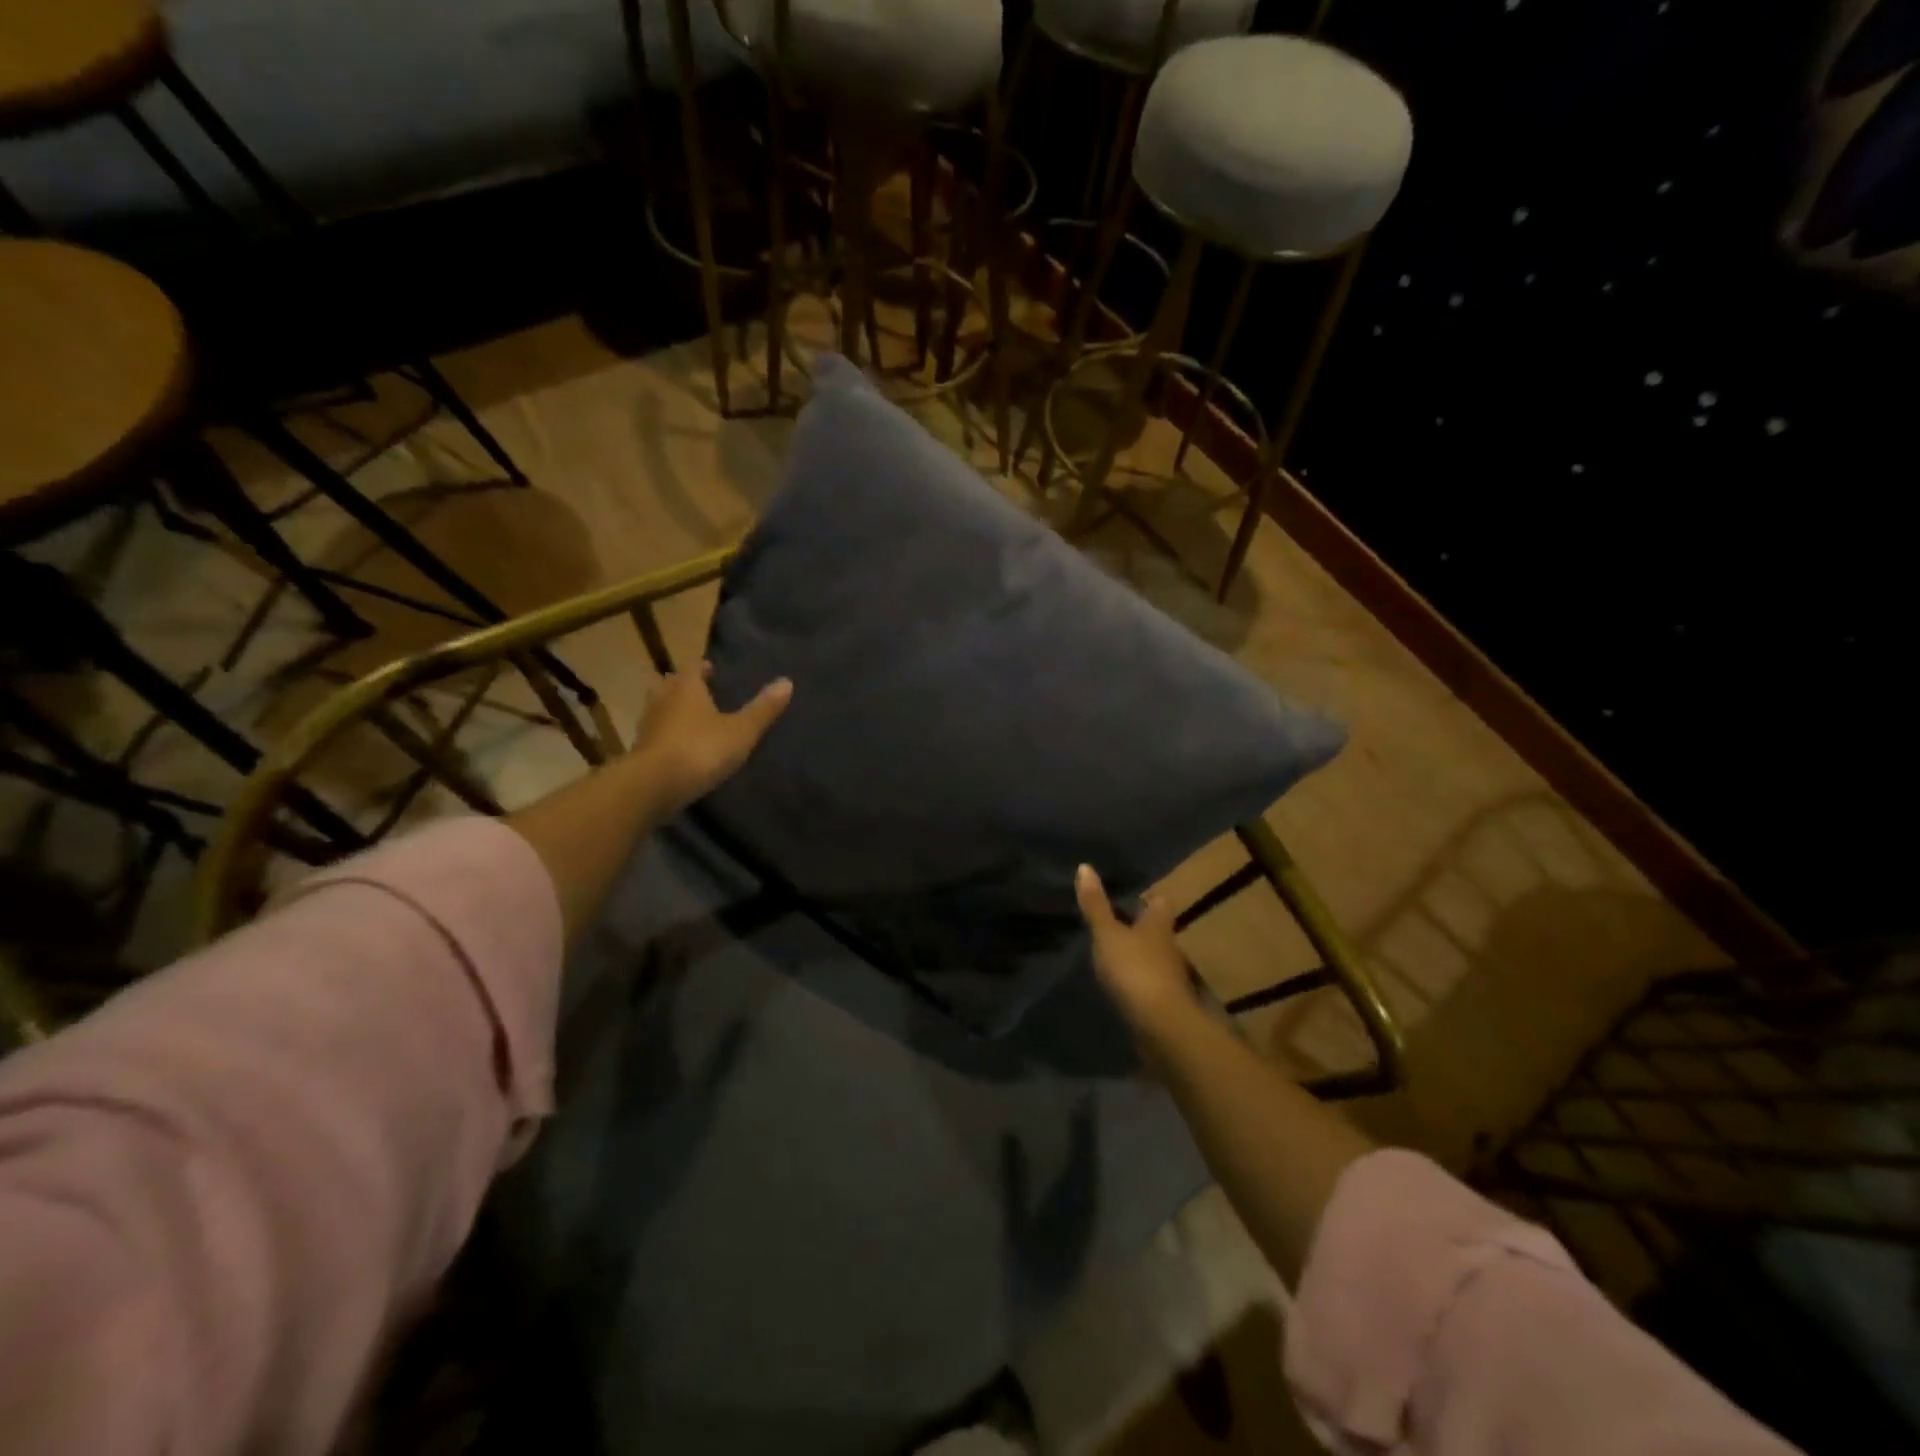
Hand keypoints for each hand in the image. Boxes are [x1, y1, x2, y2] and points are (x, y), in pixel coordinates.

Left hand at [628, 663, 791, 817]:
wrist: (653, 786)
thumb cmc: (701, 749)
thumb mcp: (741, 731)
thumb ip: (763, 709)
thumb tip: (787, 681)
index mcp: (686, 687)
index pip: (694, 667)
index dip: (704, 668)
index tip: (714, 670)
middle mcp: (663, 698)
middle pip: (673, 685)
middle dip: (686, 687)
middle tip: (703, 693)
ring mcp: (648, 725)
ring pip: (661, 708)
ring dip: (673, 710)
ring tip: (693, 719)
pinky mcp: (640, 750)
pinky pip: (656, 734)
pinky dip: (667, 735)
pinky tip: (680, 746)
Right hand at [1075, 864, 1195, 1030]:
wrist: (1161, 1025)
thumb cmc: (1135, 969)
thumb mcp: (1107, 934)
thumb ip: (1096, 905)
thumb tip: (1084, 866)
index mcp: (1159, 924)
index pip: (1159, 902)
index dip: (1147, 897)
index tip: (1129, 894)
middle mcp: (1169, 946)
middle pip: (1157, 929)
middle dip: (1141, 926)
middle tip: (1115, 921)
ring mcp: (1170, 976)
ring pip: (1154, 956)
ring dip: (1139, 954)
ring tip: (1114, 952)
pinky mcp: (1165, 1001)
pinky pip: (1150, 982)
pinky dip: (1138, 980)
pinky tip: (1121, 982)